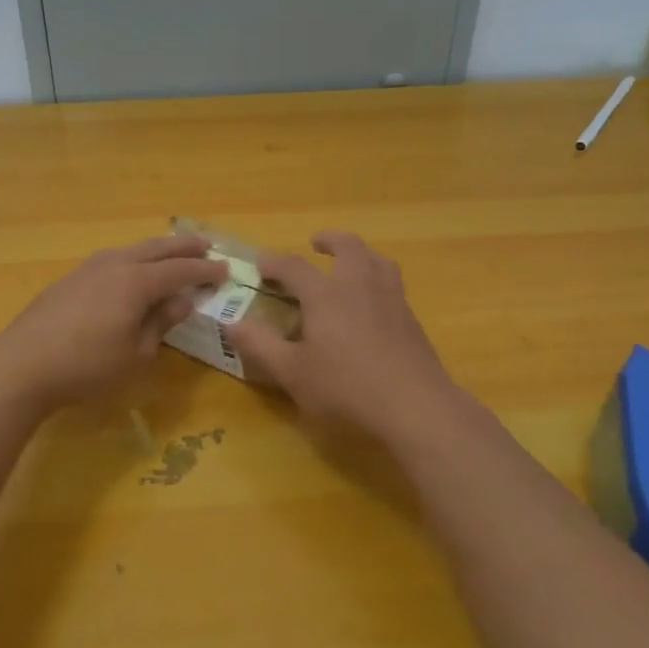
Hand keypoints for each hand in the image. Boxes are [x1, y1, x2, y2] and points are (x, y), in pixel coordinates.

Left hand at [0, 235, 226, 413]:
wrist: (21, 366)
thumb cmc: (87, 367)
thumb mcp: (136, 354)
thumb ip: (160, 323)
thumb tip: (182, 301)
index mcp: (137, 282)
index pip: (180, 271)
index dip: (205, 271)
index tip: (225, 270)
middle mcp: (115, 265)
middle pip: (157, 249)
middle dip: (184, 247)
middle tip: (206, 244)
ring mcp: (88, 269)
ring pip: (131, 250)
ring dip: (156, 250)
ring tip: (170, 253)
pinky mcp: (69, 280)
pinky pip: (112, 259)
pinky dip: (132, 259)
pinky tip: (130, 270)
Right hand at [229, 231, 461, 441]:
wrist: (415, 406)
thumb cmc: (346, 388)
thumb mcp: (293, 373)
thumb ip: (261, 346)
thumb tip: (232, 324)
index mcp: (326, 295)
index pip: (294, 266)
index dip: (274, 262)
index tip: (261, 264)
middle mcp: (359, 286)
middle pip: (348, 247)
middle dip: (330, 241)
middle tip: (316, 244)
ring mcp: (391, 299)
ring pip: (377, 260)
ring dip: (360, 254)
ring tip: (351, 264)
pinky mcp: (411, 319)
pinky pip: (392, 284)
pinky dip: (378, 279)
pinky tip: (374, 304)